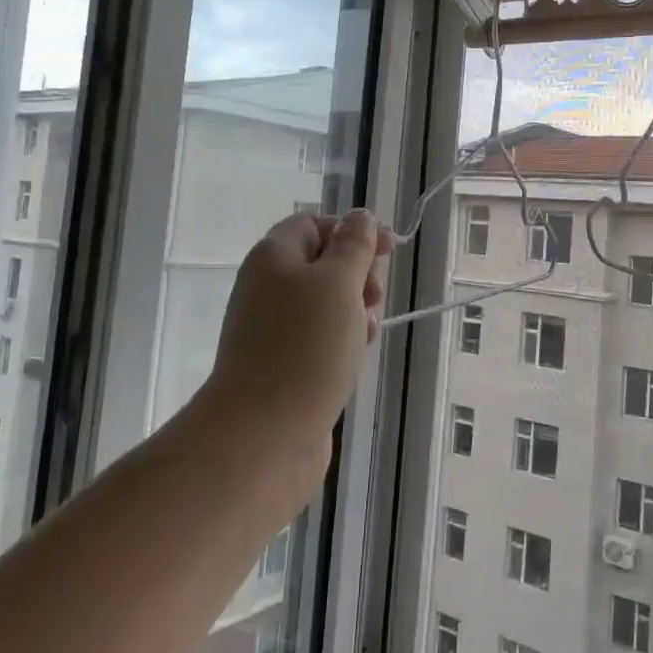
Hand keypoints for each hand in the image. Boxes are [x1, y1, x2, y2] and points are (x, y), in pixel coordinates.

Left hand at [210, 210, 393, 445]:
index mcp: (274, 257)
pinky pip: (318, 336)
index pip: (313, 223)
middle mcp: (267, 287)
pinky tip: (355, 355)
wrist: (263, 434)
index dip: (352, 230)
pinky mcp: (282, 363)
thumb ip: (353, 246)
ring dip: (354, 309)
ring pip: (324, 303)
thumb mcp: (338, 283)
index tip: (389, 250)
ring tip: (367, 331)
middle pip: (321, 262)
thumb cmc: (305, 347)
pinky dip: (342, 338)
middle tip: (373, 297)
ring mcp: (272, 328)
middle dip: (357, 273)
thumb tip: (359, 217)